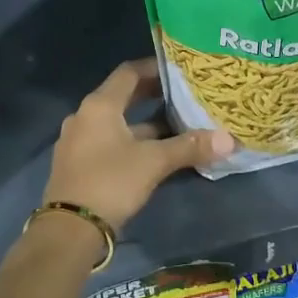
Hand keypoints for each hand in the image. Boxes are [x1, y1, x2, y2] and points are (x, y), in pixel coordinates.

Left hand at [44, 59, 232, 231]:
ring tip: (174, 124)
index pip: (129, 72)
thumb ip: (189, 147)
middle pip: (121, 96)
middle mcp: (84, 115)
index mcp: (100, 105)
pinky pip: (107, 140)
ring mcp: (78, 140)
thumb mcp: (154, 162)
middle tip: (182, 94)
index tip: (179, 69)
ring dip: (143, 121)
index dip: (154, 68)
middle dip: (151, 95)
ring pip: (116, 122)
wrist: (69, 229)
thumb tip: (228, 139)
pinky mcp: (78, 163)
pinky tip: (152, 152)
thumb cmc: (111, 182)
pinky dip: (130, 140)